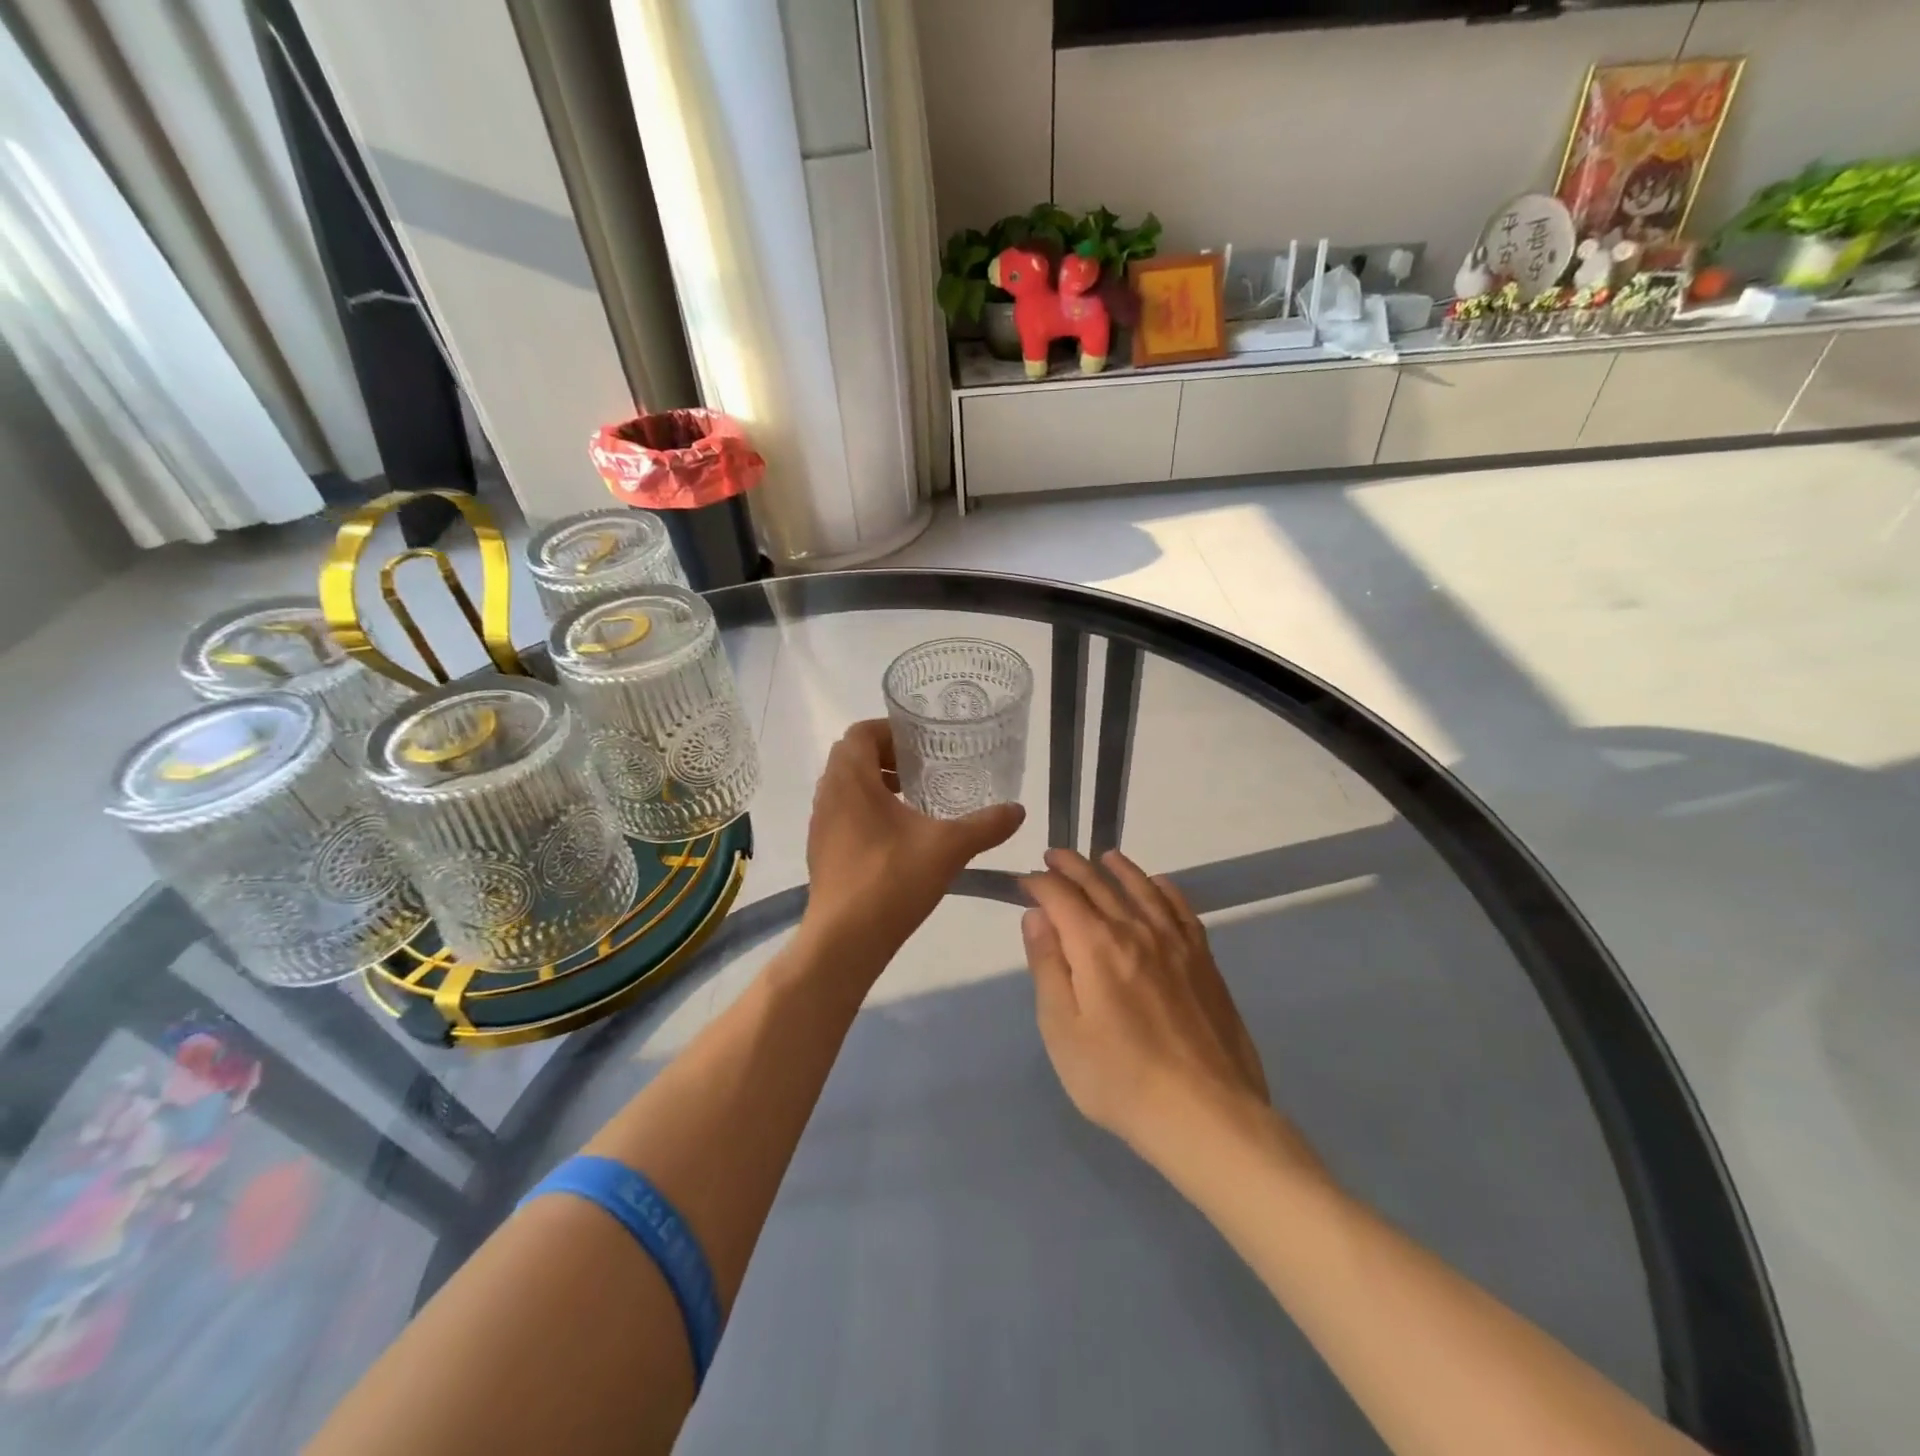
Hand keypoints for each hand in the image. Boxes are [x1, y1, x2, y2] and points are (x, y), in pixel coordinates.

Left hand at [803, 720, 1024, 965]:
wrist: (844, 940)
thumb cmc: (891, 880)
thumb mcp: (948, 848)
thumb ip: (985, 825)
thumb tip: (1018, 810)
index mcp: (851, 781)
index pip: (860, 733)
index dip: (890, 730)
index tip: (921, 743)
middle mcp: (829, 795)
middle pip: (852, 757)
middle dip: (886, 756)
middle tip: (922, 768)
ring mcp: (821, 825)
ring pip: (845, 787)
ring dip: (875, 784)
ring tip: (913, 800)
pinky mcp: (822, 851)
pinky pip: (842, 814)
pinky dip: (866, 811)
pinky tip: (898, 837)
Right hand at [1022, 849, 1271, 1163]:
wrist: (1205, 1113)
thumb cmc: (1119, 1079)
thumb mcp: (1062, 1030)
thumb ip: (1047, 966)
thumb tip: (1036, 916)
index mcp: (1096, 945)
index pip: (1061, 896)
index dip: (1039, 883)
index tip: (1025, 881)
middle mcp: (1135, 930)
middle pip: (1099, 883)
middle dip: (1072, 866)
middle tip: (1053, 855)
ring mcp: (1175, 942)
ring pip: (1142, 888)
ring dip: (1118, 867)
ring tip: (1103, 856)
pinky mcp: (1203, 960)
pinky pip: (1181, 908)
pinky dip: (1164, 888)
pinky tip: (1157, 884)